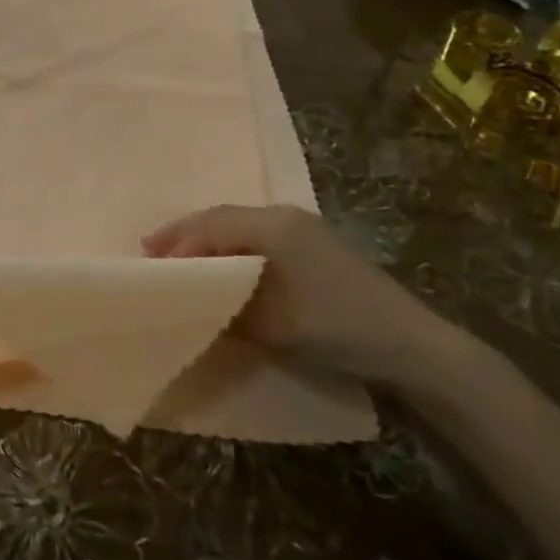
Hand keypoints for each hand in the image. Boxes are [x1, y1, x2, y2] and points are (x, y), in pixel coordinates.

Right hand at [143, 204, 478, 389]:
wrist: (411, 344)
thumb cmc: (336, 327)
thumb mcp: (272, 324)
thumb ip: (226, 307)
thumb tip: (195, 302)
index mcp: (272, 226)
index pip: (210, 225)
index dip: (177, 241)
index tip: (148, 261)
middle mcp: (284, 215)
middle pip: (221, 216)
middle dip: (185, 233)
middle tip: (152, 250)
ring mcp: (303, 227)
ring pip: (239, 223)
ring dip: (207, 238)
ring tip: (179, 257)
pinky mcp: (315, 244)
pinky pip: (258, 234)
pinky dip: (231, 245)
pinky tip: (222, 263)